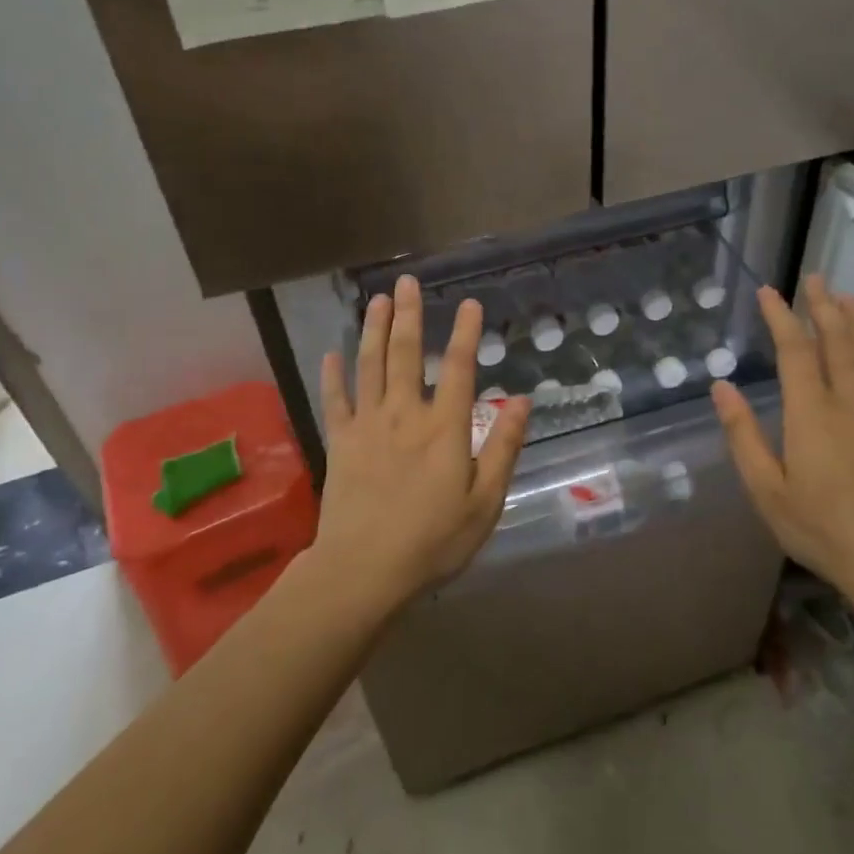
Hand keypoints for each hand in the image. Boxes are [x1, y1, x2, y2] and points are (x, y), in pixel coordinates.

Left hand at [315, 275, 529, 612]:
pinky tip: (331, 354)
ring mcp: (368, 425)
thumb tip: (522, 401)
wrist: (364, 570)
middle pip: (407, 354)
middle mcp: (405, 414)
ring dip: (374, 331)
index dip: (466, 333)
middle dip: (409, 316)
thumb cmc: (433, 541)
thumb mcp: (485, 502)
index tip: (469, 303)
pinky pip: (334, 400)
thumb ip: (504, 448)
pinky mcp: (340, 443)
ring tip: (377, 301)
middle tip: (406, 282)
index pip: (460, 368)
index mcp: (445, 428)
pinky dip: (332, 376)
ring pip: (370, 366)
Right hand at [711, 275, 853, 608]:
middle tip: (815, 279)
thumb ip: (742, 435)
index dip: (781, 317)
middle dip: (824, 305)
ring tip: (846, 297)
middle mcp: (852, 401)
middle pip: (839, 339)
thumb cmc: (823, 528)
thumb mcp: (767, 490)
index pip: (795, 350)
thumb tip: (721, 387)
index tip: (769, 292)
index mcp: (812, 413)